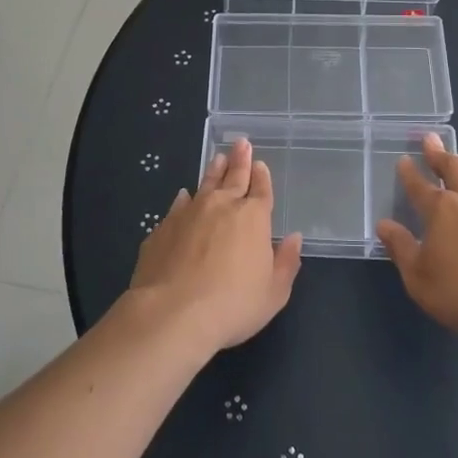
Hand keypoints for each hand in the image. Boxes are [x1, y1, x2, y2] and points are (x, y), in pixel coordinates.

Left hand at [130, 138, 302, 353]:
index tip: (260, 164)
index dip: (262, 176)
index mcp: (253, 218)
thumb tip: (294, 238)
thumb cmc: (232, 305)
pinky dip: (184, 198)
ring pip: (205, 184)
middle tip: (241, 143)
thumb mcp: (273, 293)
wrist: (172, 313)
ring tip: (218, 158)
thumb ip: (286, 263)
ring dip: (213, 170)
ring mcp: (189, 213)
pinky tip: (184, 195)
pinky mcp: (163, 228)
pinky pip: (178, 205)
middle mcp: (222, 206)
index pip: (261, 190)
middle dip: (239, 160)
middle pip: (234, 177)